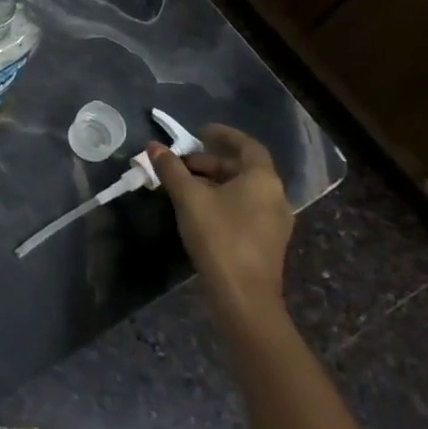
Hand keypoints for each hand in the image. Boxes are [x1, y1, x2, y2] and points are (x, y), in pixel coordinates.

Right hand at [147, 125, 291, 332]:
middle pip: (241, 168)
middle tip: (179, 164)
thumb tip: (153, 146)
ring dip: (212, 182)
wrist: (244, 297)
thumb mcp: (188, 198)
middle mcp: (275, 196)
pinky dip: (221, 200)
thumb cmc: (219, 237)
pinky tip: (197, 210)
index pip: (247, 146)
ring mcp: (273, 221)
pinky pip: (243, 208)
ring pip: (241, 190)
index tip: (199, 131)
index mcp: (262, 180)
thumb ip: (170, 169)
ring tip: (182, 186)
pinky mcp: (266, 241)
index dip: (224, 135)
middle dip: (208, 162)